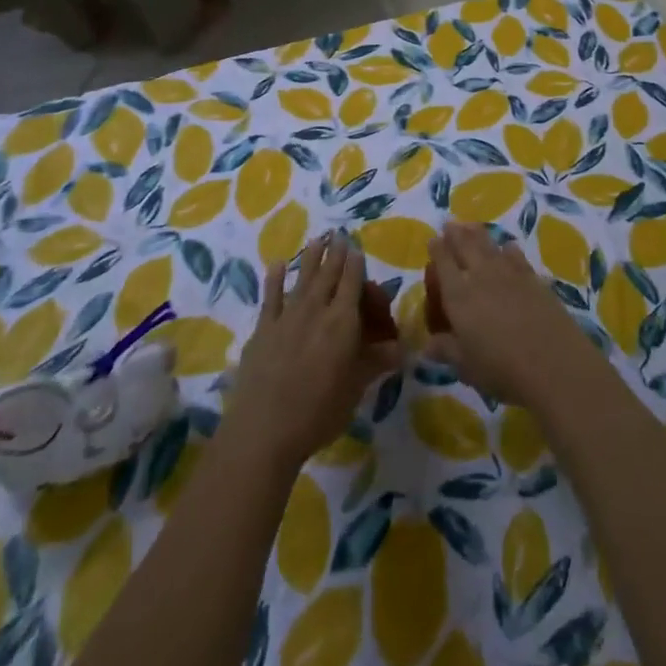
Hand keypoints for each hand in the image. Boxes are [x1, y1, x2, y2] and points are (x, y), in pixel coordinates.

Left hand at [225, 234, 402, 469]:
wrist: (264, 430)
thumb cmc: (319, 412)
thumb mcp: (356, 388)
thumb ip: (376, 362)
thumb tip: (403, 349)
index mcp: (342, 323)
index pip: (352, 284)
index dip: (355, 265)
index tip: (356, 248)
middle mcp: (316, 311)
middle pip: (328, 276)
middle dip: (335, 254)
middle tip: (339, 235)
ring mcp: (286, 318)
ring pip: (301, 279)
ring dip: (310, 258)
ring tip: (317, 239)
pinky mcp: (262, 330)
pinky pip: (271, 298)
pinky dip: (274, 279)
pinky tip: (275, 265)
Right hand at [424, 222, 603, 409]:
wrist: (554, 363)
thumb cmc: (501, 369)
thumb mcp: (466, 366)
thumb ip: (446, 350)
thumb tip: (427, 346)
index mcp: (459, 296)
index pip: (443, 264)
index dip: (437, 250)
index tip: (432, 240)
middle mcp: (481, 277)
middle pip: (466, 246)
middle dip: (455, 233)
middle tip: (449, 223)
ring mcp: (510, 274)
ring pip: (490, 246)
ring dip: (478, 233)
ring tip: (471, 226)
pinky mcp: (533, 279)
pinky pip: (516, 256)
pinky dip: (508, 248)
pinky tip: (508, 247)